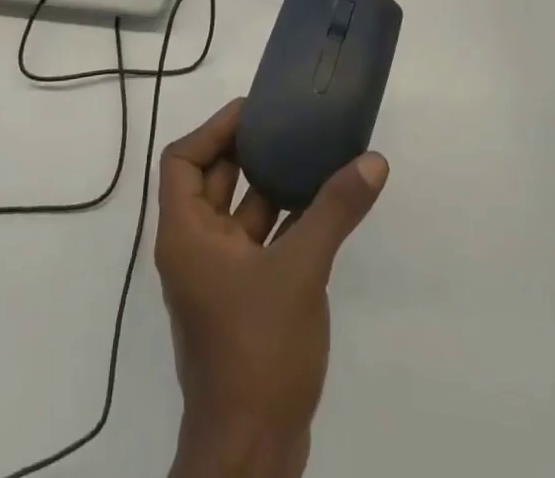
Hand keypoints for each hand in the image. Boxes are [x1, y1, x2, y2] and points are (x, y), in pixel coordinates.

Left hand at [155, 98, 388, 477]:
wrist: (252, 452)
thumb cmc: (258, 348)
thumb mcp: (301, 269)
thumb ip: (335, 210)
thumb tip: (373, 161)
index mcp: (185, 234)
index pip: (182, 160)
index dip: (213, 129)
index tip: (252, 111)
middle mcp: (194, 249)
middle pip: (210, 181)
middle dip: (244, 150)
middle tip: (284, 123)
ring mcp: (217, 278)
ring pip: (238, 214)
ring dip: (268, 185)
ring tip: (307, 154)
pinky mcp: (242, 301)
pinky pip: (258, 243)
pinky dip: (282, 222)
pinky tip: (319, 207)